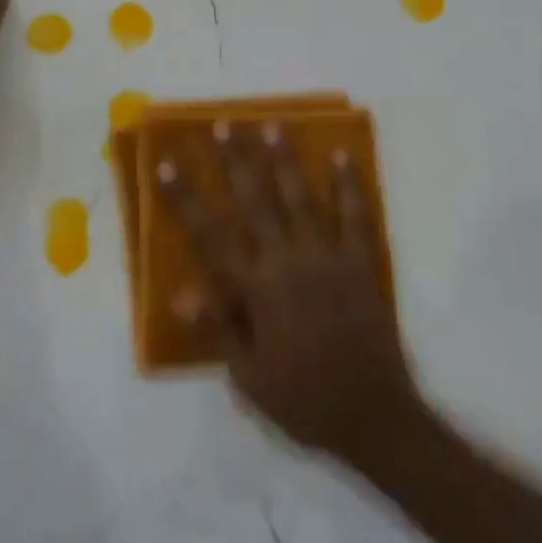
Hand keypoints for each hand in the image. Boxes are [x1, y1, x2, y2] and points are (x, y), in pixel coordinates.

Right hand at [157, 122, 422, 464]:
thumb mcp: (248, 378)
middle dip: (236, 161)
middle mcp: (287, 263)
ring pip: (300, 199)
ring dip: (284, 160)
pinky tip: (341, 156)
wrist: (375, 418)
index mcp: (256, 291)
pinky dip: (348, 185)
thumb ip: (218, 330)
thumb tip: (182, 294)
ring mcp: (328, 258)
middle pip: (255, 202)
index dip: (185, 198)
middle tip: (224, 124)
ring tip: (272, 125)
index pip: (210, 236)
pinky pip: (354, 217)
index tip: (166, 164)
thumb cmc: (303, 401)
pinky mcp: (361, 263)